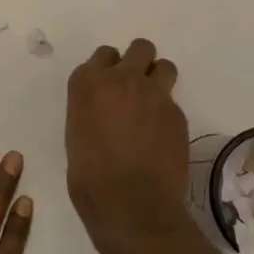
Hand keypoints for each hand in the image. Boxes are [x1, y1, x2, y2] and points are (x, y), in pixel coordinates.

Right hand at [66, 38, 193, 253]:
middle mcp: (122, 79)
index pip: (104, 54)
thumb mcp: (77, 135)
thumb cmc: (89, 178)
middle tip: (136, 87)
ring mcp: (153, 94)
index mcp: (88, 83)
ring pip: (164, 66)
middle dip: (140, 62)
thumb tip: (105, 114)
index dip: (109, 68)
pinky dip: (168, 114)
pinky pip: (173, 103)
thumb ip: (92, 111)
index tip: (110, 85)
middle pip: (140, 48)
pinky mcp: (177, 114)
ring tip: (154, 105)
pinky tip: (161, 138)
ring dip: (159, 79)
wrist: (130, 204)